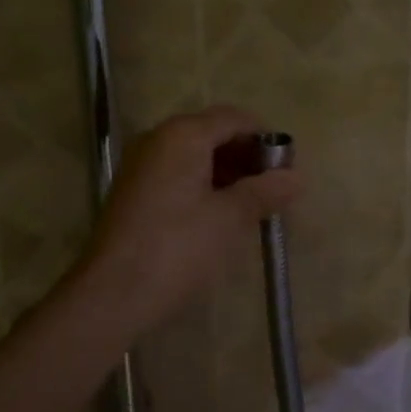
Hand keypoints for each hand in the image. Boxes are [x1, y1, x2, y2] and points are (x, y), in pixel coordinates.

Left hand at [76, 106, 300, 335]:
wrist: (113, 293)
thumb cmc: (178, 248)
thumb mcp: (230, 218)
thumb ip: (265, 192)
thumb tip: (297, 177)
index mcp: (182, 135)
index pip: (234, 118)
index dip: (265, 138)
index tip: (288, 169)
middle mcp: (157, 139)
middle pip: (212, 133)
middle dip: (246, 157)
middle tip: (274, 190)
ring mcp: (141, 165)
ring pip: (193, 156)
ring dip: (226, 174)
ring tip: (252, 206)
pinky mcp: (133, 192)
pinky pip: (176, 175)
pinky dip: (202, 186)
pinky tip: (220, 215)